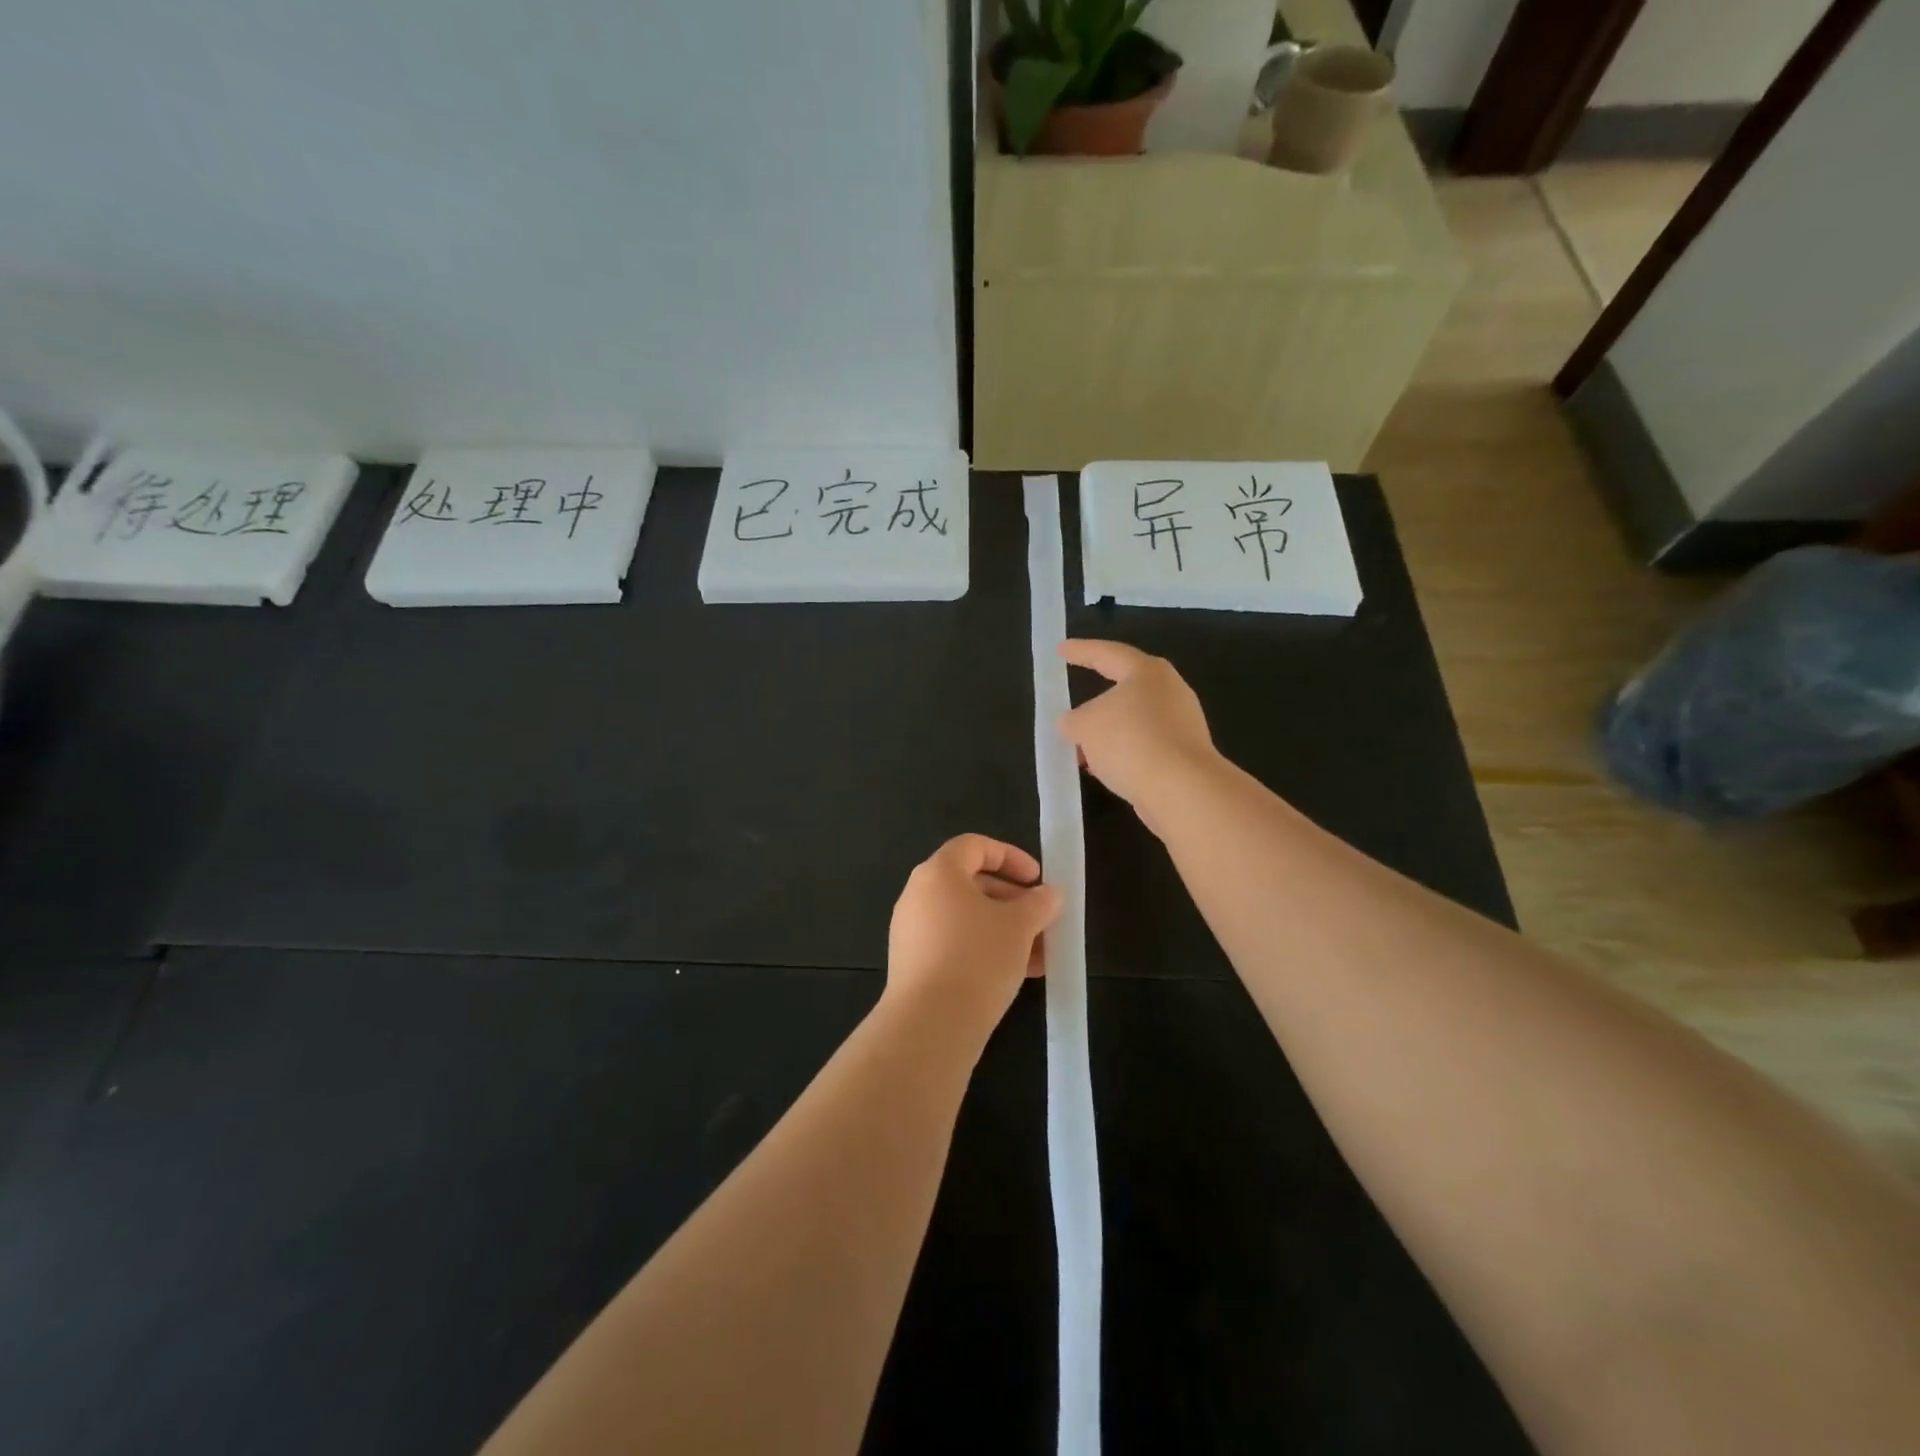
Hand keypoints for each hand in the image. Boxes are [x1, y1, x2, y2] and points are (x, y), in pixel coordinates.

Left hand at [886, 835, 1062, 1041]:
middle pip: (971, 884)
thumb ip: (1039, 904)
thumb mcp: (1020, 926)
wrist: (931, 1024)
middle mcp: (918, 896)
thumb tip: (1049, 894)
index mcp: (938, 873)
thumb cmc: (978, 958)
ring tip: (1039, 956)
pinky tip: (1016, 976)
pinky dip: (984, 950)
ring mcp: (912, 932)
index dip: (1010, 856)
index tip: (1037, 880)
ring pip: (966, 920)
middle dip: (1013, 901)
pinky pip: (954, 945)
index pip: (974, 846)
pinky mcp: (912, 965)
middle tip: (1042, 920)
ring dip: (1004, 930)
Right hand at [1057, 640, 1217, 822]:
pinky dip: (1122, 754)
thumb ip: (1072, 721)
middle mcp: (1170, 691)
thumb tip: (1072, 725)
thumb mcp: (1085, 726)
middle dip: (1096, 704)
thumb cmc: (1130, 740)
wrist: (1181, 789)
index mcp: (1147, 672)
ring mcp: (1182, 724)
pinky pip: (1144, 746)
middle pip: (1125, 690)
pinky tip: (1104, 769)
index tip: (1061, 650)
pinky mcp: (1185, 755)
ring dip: (1107, 735)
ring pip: (1133, 722)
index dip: (1081, 651)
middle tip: (1072, 709)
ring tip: (1080, 750)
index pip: (1108, 654)